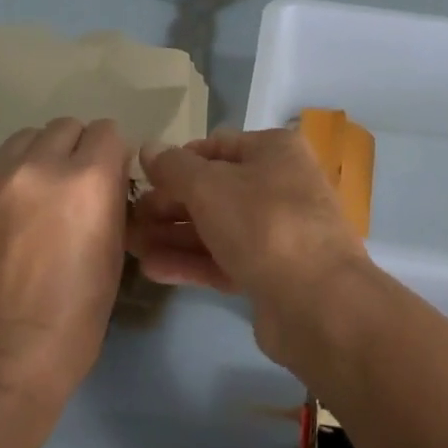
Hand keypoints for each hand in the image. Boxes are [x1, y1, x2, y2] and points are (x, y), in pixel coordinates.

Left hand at [0, 118, 128, 402]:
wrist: (3, 358)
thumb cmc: (77, 313)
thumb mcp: (115, 248)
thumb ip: (109, 195)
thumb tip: (105, 170)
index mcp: (88, 179)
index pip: (107, 130)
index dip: (110, 152)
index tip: (106, 174)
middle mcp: (40, 165)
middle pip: (65, 126)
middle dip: (74, 149)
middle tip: (70, 185)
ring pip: (25, 138)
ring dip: (38, 157)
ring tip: (34, 195)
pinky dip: (5, 180)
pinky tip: (4, 217)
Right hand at [128, 128, 372, 363]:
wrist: (318, 302)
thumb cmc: (263, 223)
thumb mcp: (209, 186)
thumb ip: (174, 167)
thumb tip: (148, 147)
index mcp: (274, 150)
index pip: (216, 146)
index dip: (177, 161)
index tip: (142, 180)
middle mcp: (280, 184)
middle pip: (215, 187)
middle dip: (170, 202)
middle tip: (129, 218)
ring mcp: (278, 231)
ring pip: (217, 226)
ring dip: (174, 234)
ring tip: (130, 245)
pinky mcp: (272, 273)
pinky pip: (225, 259)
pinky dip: (191, 261)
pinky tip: (152, 269)